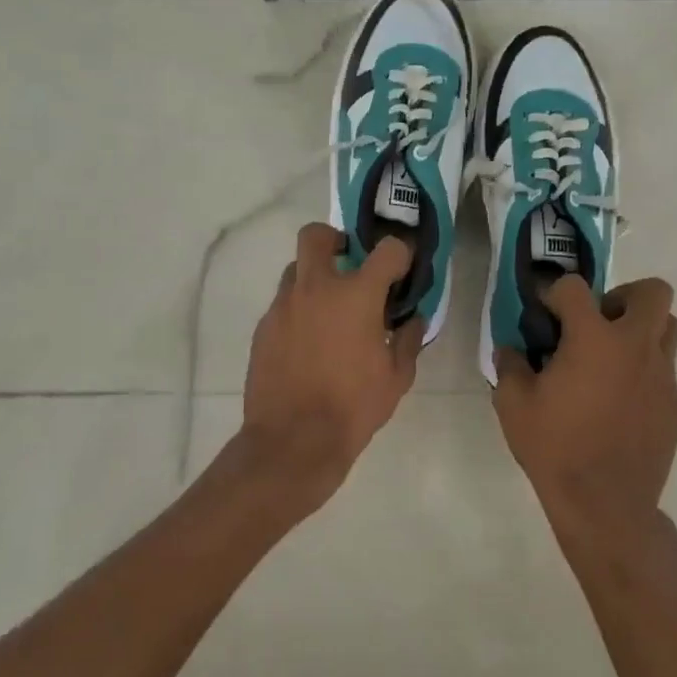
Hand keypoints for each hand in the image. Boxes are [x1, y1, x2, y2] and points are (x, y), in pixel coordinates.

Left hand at [240, 223, 424, 513]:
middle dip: (335, 239)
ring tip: (329, 310)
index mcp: (357, 295)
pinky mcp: (263, 327)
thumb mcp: (397, 378)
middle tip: (348, 263)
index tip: (401, 269)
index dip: (399, 254)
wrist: (293, 440)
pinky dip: (299, 310)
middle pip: (317, 235)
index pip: (386, 250)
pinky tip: (309, 342)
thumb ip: (408, 340)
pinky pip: (283, 304)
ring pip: (296, 270)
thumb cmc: (354, 408)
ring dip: (315, 278)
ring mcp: (284, 306)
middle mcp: (316, 288)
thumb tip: (412, 319)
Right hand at [493, 276, 676, 547]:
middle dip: (622, 297)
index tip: (544, 315)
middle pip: (651, 292)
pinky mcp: (674, 403)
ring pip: (668, 326)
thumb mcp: (513, 405)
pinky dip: (643, 369)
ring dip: (641, 329)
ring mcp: (662, 374)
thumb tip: (511, 350)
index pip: (575, 287)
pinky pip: (664, 368)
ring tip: (611, 358)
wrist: (606, 504)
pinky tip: (619, 400)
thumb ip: (509, 366)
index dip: (554, 294)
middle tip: (596, 325)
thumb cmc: (555, 448)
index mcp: (593, 339)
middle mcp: (635, 346)